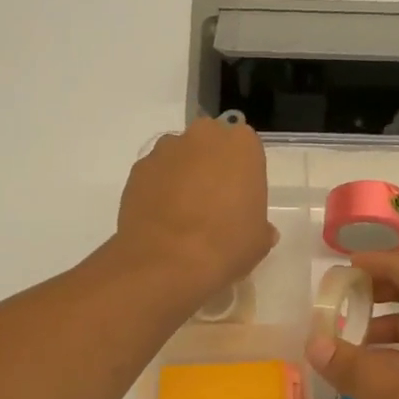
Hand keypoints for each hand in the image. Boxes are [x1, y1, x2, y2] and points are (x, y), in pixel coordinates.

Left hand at [114, 118, 277, 305]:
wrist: (167, 263)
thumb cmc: (226, 246)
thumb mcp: (259, 241)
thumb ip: (260, 226)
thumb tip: (260, 230)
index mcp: (241, 145)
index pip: (247, 151)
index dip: (243, 176)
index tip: (240, 201)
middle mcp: (203, 136)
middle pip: (210, 146)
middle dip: (211, 168)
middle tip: (213, 206)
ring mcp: (165, 150)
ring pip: (180, 158)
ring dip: (183, 178)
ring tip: (182, 217)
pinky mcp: (137, 169)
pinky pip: (155, 176)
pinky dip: (158, 191)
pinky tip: (162, 221)